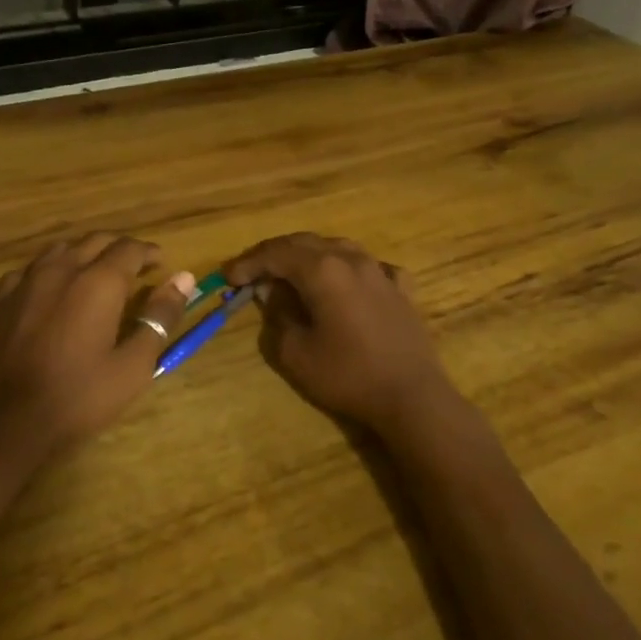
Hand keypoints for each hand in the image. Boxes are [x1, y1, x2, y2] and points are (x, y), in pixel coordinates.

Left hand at [0, 233, 193, 471]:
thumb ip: (159, 316)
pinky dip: (48, 271)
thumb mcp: (132, 364)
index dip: (148, 252)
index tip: (160, 264)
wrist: (3, 422)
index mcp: (98, 282)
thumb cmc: (77, 397)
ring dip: (83, 254)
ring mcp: (24, 281)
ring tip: (94, 273)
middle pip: (94, 241)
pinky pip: (28, 270)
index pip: (130, 248)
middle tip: (133, 267)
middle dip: (118, 248)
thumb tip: (184, 278)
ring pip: (60, 250)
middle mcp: (61, 269)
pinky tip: (49, 290)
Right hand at [226, 233, 462, 439]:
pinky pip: (368, 265)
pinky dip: (347, 269)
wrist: (412, 396)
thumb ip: (278, 316)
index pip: (276, 254)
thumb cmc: (348, 375)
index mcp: (322, 270)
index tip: (228, 277)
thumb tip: (273, 295)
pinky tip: (346, 282)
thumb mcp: (296, 353)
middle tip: (251, 272)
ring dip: (308, 256)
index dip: (248, 262)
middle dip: (274, 254)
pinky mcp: (400, 288)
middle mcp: (351, 259)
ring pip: (336, 247)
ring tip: (292, 273)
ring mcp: (380, 270)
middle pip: (304, 243)